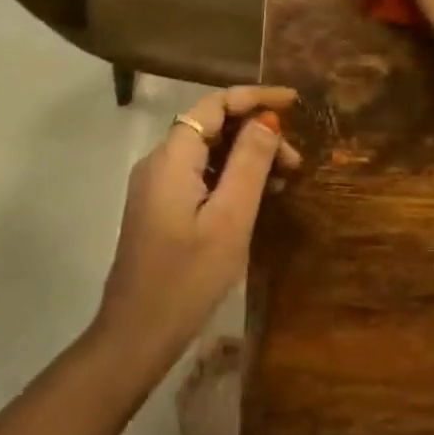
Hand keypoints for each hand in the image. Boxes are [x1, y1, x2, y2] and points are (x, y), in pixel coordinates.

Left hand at [94, 85, 300, 371]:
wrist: (136, 337)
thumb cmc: (187, 278)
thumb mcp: (230, 219)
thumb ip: (249, 163)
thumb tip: (267, 121)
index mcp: (172, 158)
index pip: (215, 105)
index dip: (255, 97)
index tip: (295, 103)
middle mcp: (160, 162)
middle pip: (212, 126)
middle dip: (257, 132)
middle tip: (297, 160)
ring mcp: (157, 186)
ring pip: (209, 152)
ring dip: (248, 156)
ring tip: (286, 179)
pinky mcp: (161, 208)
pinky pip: (201, 175)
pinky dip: (232, 177)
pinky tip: (260, 196)